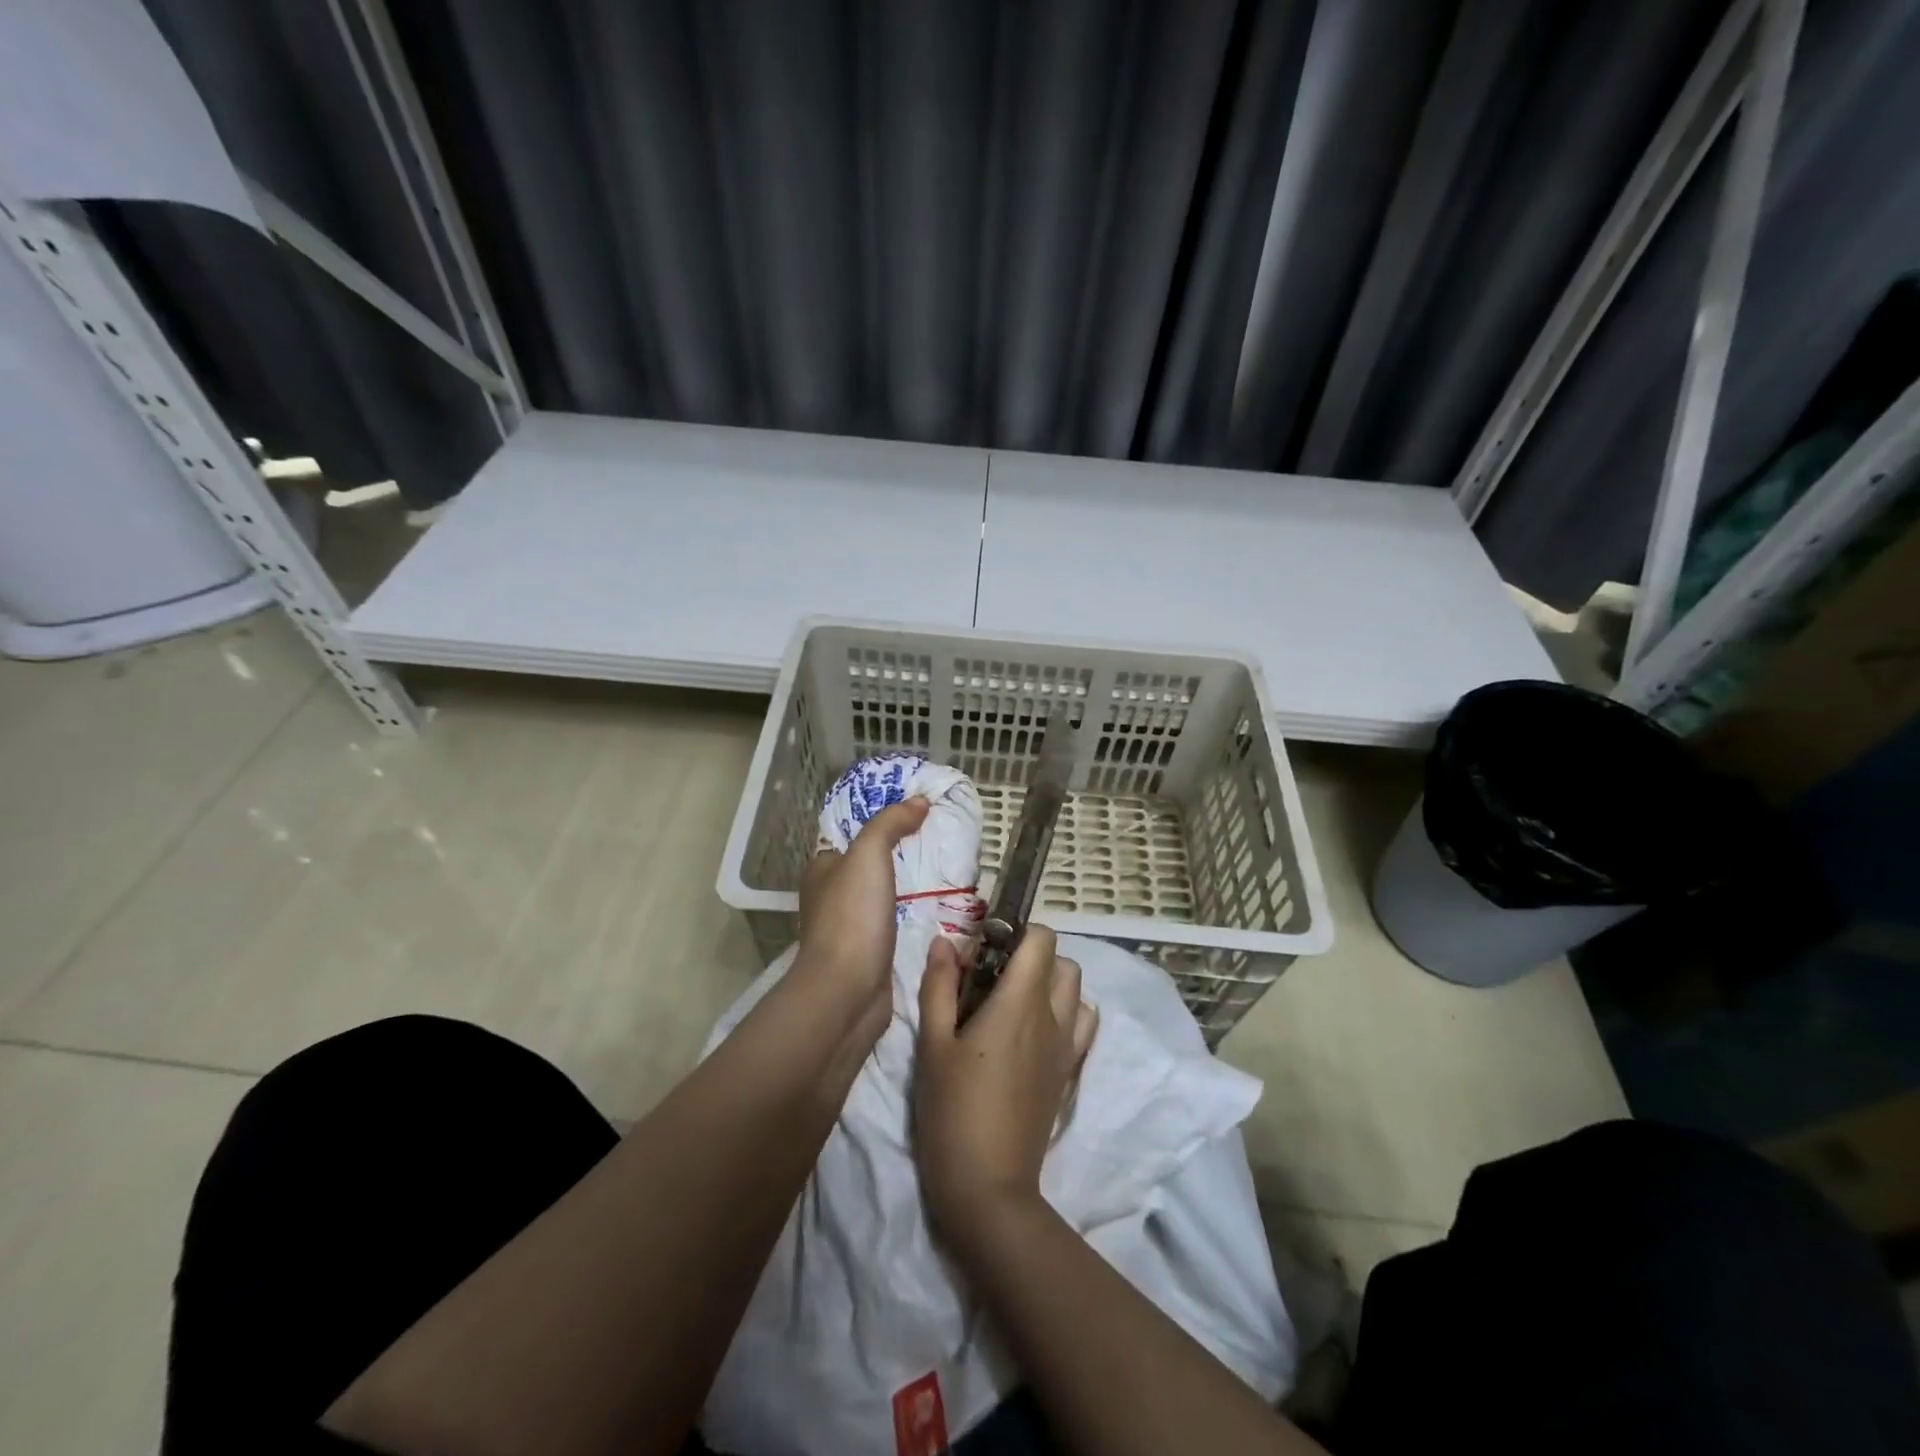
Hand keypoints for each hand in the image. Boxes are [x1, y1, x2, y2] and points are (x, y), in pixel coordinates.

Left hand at [793, 797, 929, 1045]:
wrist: (847, 993)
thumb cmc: (852, 917)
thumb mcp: (869, 854)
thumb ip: (890, 824)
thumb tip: (918, 802)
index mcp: (823, 869)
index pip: (852, 834)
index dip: (881, 820)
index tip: (918, 812)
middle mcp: (831, 896)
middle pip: (869, 865)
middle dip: (900, 853)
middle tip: (940, 840)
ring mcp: (849, 928)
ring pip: (883, 895)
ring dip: (908, 886)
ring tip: (947, 871)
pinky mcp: (868, 954)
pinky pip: (893, 923)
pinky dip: (912, 914)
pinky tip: (938, 909)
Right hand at [913, 925, 1097, 1246]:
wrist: (987, 1186)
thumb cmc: (952, 1109)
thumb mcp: (933, 1044)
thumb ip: (938, 986)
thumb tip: (943, 943)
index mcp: (1020, 1002)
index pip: (1041, 939)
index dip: (1015, 933)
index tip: (984, 950)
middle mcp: (1053, 1018)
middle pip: (1062, 962)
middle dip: (1031, 957)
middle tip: (993, 978)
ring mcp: (1067, 1048)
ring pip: (1076, 993)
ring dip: (1051, 985)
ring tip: (1013, 1005)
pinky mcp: (1069, 1075)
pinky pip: (1081, 1027)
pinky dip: (1065, 1016)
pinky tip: (1031, 1036)